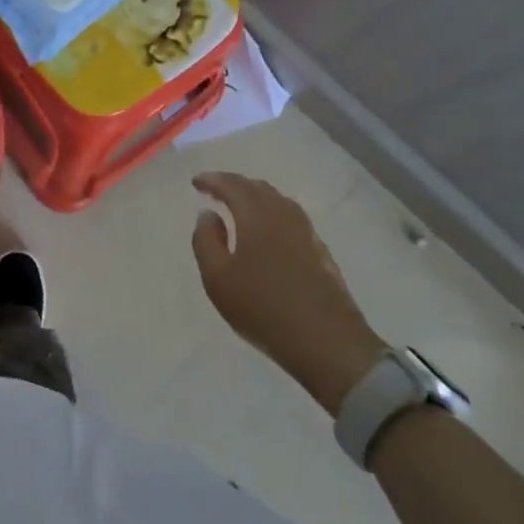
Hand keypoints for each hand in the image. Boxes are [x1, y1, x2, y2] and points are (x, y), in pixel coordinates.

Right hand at [191, 171, 388, 415]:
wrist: (328, 343)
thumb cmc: (263, 308)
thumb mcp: (217, 278)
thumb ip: (206, 240)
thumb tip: (208, 214)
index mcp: (256, 216)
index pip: (232, 185)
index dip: (212, 180)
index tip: (195, 183)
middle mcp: (283, 215)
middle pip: (257, 187)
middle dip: (234, 184)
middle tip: (215, 190)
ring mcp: (306, 233)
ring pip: (278, 201)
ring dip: (255, 197)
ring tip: (240, 206)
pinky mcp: (320, 252)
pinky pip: (291, 218)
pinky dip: (273, 213)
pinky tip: (269, 231)